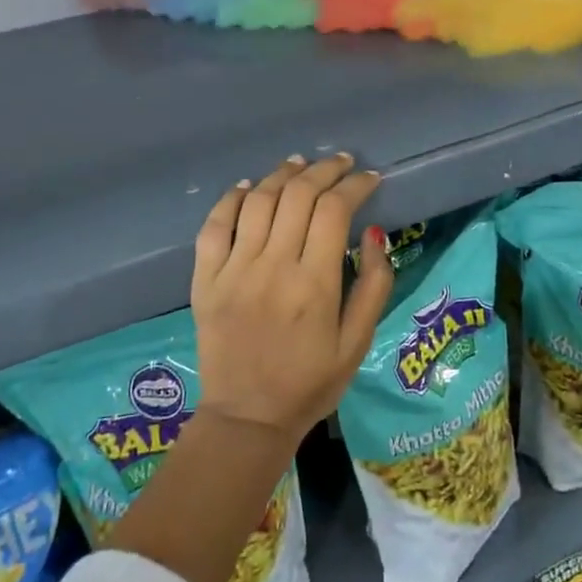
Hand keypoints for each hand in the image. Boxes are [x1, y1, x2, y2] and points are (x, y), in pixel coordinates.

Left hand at [190, 154, 393, 443]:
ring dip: (282, 174)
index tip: (370, 178)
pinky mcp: (206, 280)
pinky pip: (214, 226)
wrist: (247, 419)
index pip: (335, 210)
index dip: (355, 185)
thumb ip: (374, 285)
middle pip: (298, 195)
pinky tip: (248, 187)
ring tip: (300, 164)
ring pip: (258, 201)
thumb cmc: (311, 383)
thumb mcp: (358, 342)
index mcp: (315, 284)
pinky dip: (231, 199)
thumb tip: (375, 232)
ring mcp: (234, 271)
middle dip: (324, 170)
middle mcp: (273, 267)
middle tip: (341, 163)